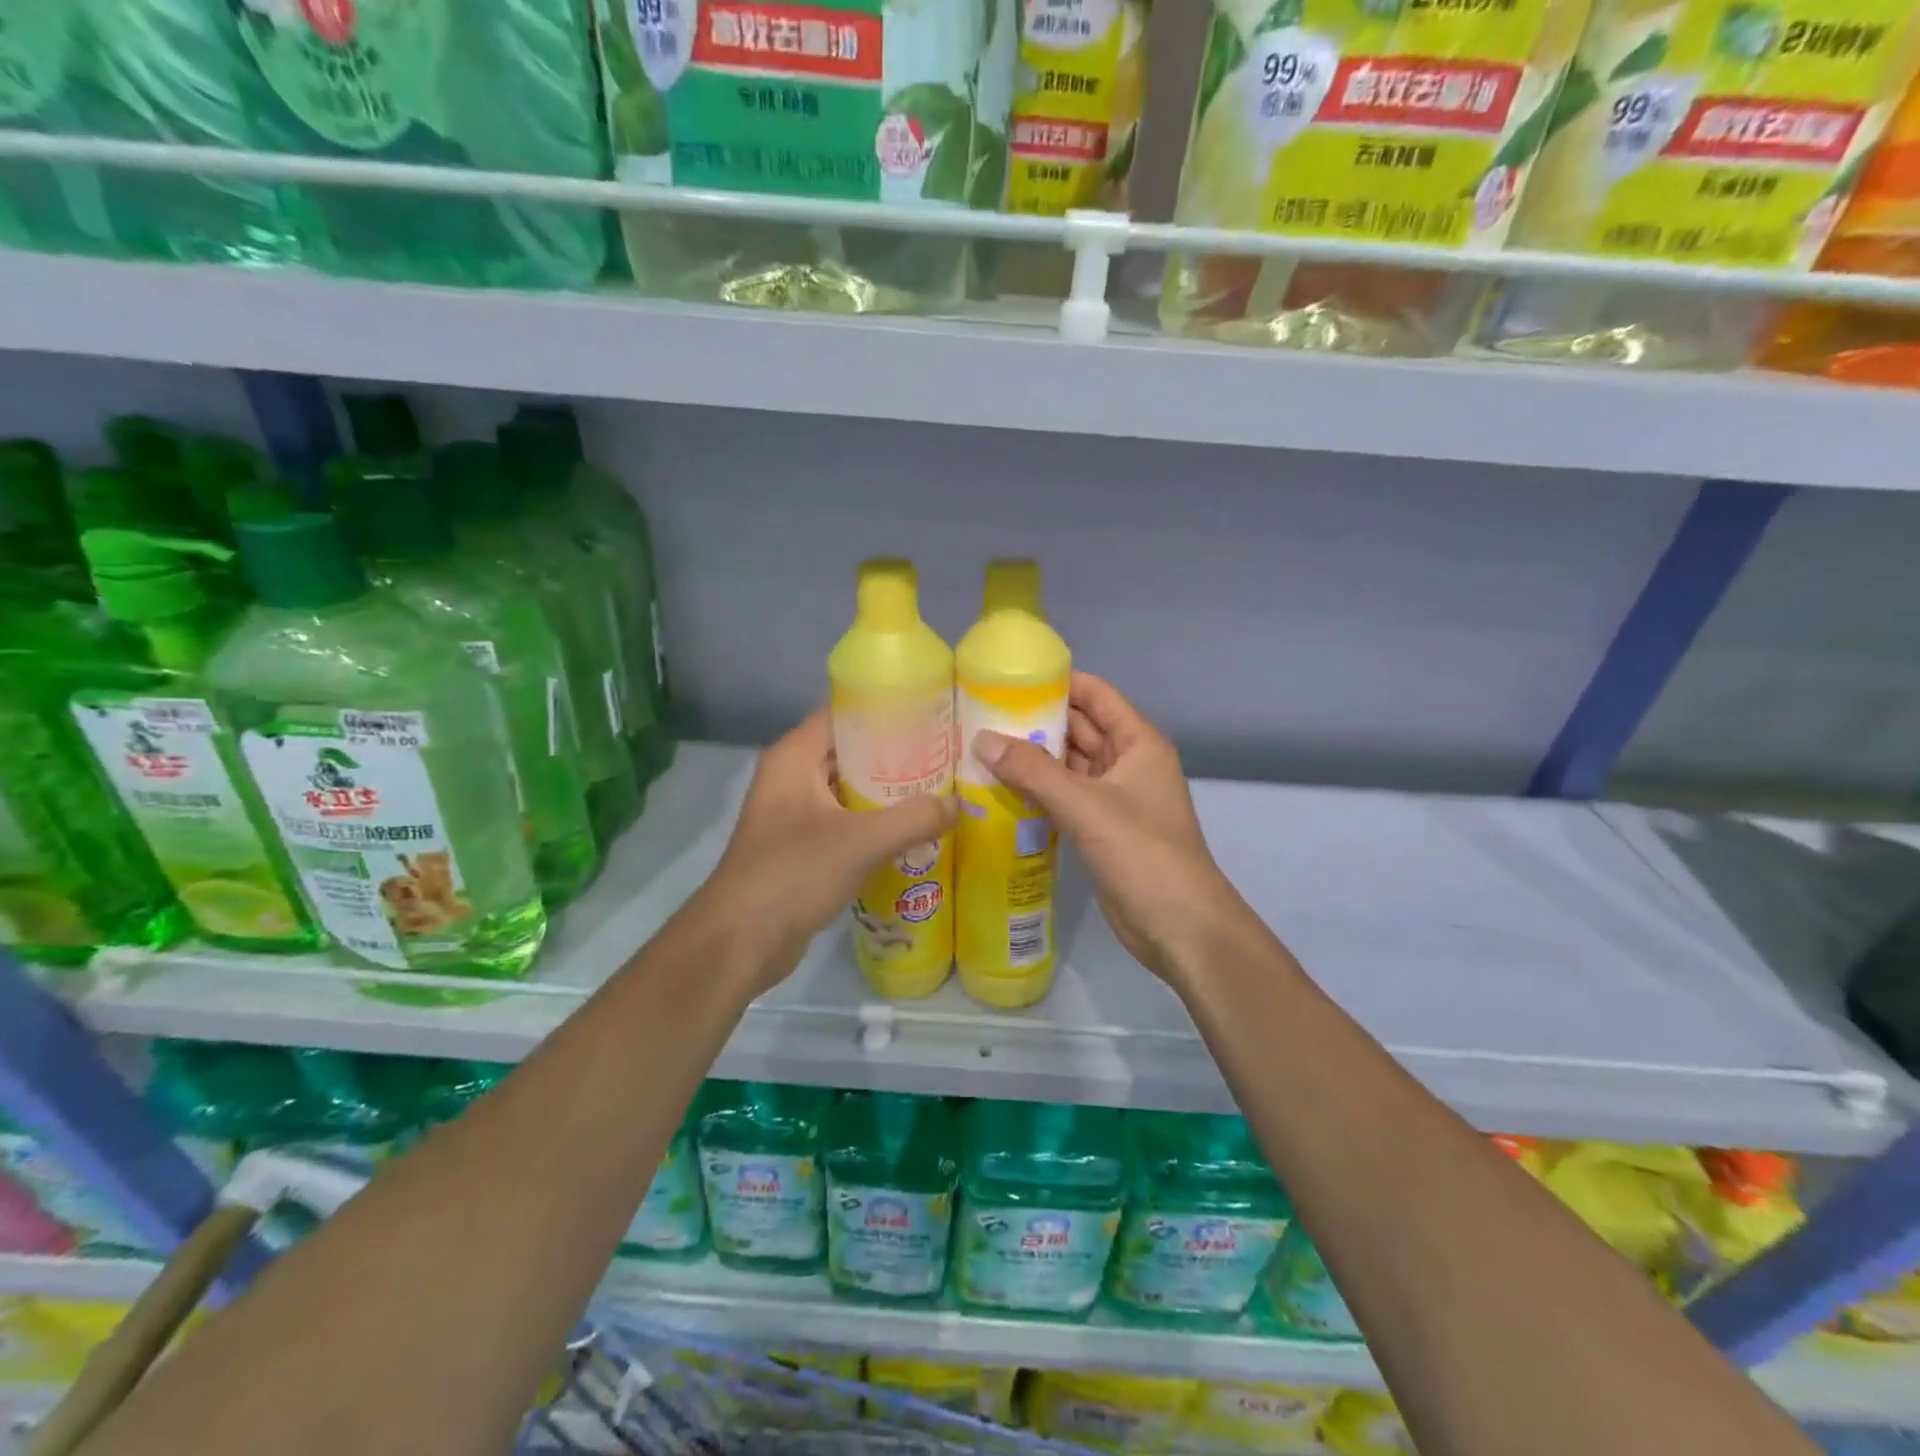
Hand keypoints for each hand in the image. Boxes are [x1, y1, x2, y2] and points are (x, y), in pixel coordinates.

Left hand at [697, 709, 955, 993]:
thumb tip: (959, 804)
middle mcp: (792, 777)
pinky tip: (914, 830)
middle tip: (945, 754)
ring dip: (889, 792)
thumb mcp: (860, 841)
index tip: (931, 713)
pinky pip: (847, 822)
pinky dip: (876, 823)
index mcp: (794, 757)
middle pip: (851, 751)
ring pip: (850, 790)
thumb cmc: (792, 873)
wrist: (740, 942)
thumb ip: (914, 819)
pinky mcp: (802, 847)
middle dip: (896, 753)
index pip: (844, 713)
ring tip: (938, 788)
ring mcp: (795, 814)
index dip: (886, 709)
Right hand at [974, 673, 1252, 989]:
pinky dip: (1038, 791)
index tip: (1007, 678)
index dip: (1056, 682)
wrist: (1179, 926)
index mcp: (1138, 742)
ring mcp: (1115, 798)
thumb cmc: (1142, 853)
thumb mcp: (1086, 805)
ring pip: (1069, 766)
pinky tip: (1000, 790)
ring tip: (981, 748)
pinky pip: (1065, 797)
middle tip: (980, 715)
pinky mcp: (1102, 829)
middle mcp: (1128, 763)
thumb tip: (981, 738)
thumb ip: (1033, 771)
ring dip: (1033, 759)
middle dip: (1036, 722)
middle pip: (1079, 729)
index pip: (1095, 695)